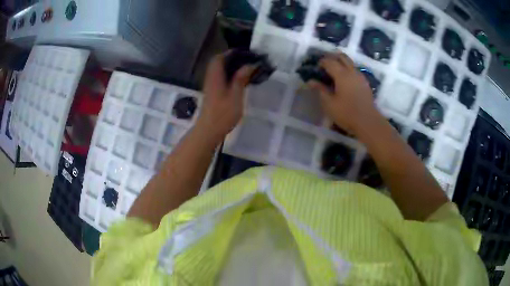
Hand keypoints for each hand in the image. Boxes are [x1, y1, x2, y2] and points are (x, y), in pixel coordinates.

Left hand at [195, 53, 254, 143]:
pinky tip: (238, 80)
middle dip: (230, 59)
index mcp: (215, 77)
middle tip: (246, 60)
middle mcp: (210, 79)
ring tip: (244, 68)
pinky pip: (219, 78)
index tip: (242, 52)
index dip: (229, 53)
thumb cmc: (223, 114)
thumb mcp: (235, 95)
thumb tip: (249, 65)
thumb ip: (241, 79)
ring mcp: (210, 86)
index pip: (219, 58)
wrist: (209, 130)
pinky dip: (228, 75)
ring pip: (218, 71)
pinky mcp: (212, 93)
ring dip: (229, 67)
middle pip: (217, 63)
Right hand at [308, 53, 381, 134]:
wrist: (368, 122)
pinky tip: (343, 80)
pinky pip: (354, 70)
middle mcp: (352, 71)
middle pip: (341, 57)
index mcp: (342, 74)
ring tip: (333, 72)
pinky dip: (347, 69)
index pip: (329, 61)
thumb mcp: (329, 103)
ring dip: (340, 63)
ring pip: (349, 62)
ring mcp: (360, 76)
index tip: (315, 68)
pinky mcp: (365, 83)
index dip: (320, 62)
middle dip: (331, 57)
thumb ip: (320, 89)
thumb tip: (310, 81)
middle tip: (324, 66)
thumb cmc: (347, 113)